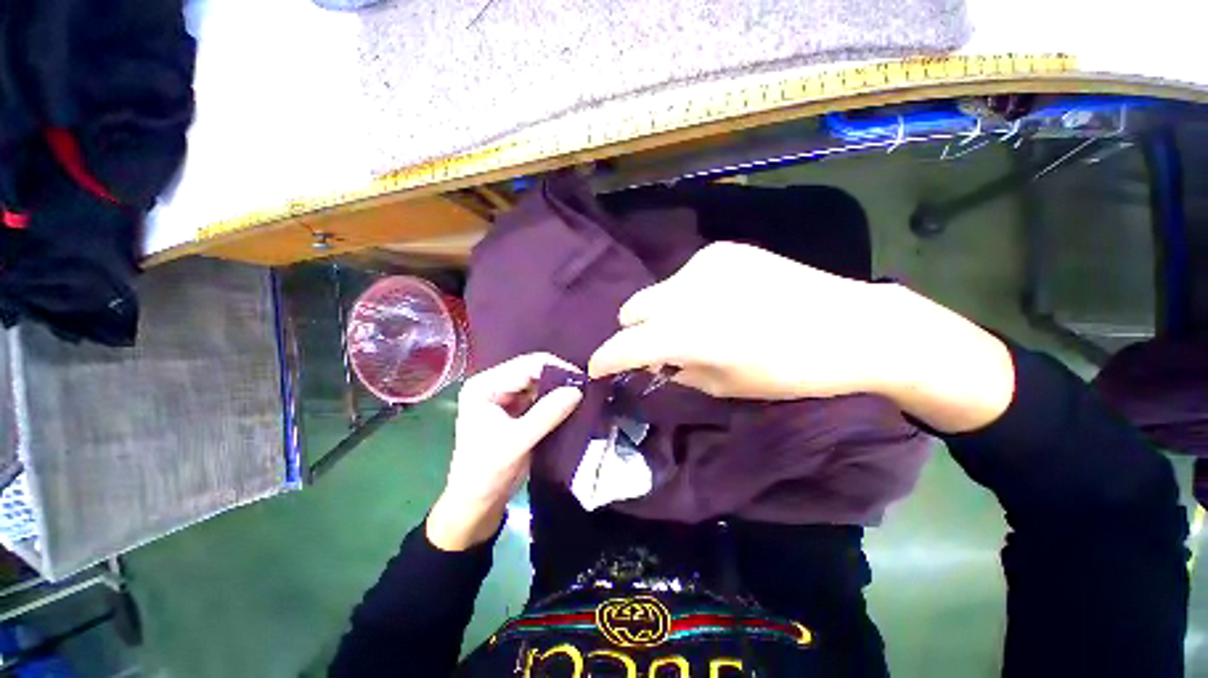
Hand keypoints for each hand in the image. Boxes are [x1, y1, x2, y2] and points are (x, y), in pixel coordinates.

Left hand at [427, 353, 582, 550]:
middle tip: (586, 389)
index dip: (556, 369)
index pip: (526, 365)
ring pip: (540, 384)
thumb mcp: (517, 442)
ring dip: (559, 390)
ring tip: (583, 397)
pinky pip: (541, 398)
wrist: (477, 504)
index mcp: (485, 385)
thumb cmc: (487, 472)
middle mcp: (495, 385)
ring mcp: (506, 398)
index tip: (582, 380)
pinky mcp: (517, 411)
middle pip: (534, 372)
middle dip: (559, 380)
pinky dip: (556, 402)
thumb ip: (547, 414)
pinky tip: (572, 406)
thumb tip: (578, 390)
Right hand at [588, 242, 890, 399]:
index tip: (597, 369)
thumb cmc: (789, 371)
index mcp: (688, 333)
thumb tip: (654, 362)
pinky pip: (685, 278)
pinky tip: (715, 305)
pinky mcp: (724, 251)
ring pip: (657, 292)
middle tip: (653, 350)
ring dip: (660, 313)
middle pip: (632, 309)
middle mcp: (687, 291)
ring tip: (689, 327)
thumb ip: (678, 371)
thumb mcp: (725, 386)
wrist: (852, 326)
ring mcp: (705, 264)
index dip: (606, 360)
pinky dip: (686, 296)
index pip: (627, 345)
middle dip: (634, 333)